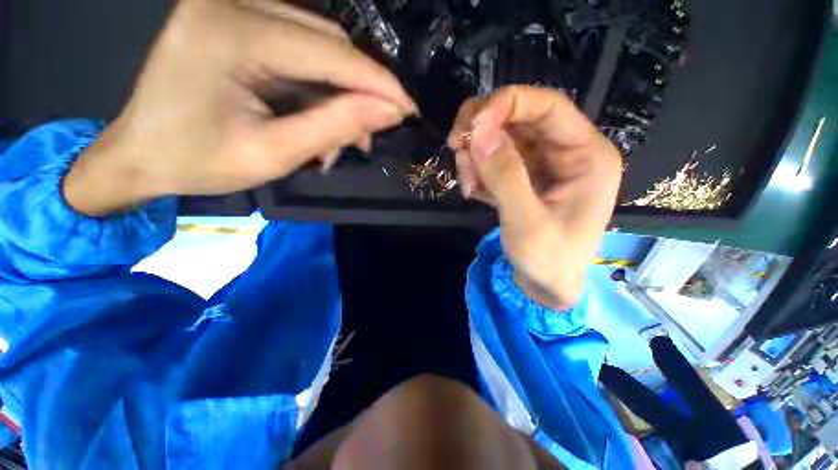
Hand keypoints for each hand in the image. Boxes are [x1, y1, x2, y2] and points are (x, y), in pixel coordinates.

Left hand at [64, 0, 415, 215]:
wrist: (141, 154)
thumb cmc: (198, 162)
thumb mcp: (275, 153)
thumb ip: (335, 126)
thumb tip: (390, 112)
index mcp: (230, 33)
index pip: (331, 53)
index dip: (379, 83)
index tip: (410, 110)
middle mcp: (231, 2)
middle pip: (327, 42)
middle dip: (360, 91)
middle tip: (370, 135)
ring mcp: (231, 5)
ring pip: (318, 44)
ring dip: (341, 91)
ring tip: (346, 136)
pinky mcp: (234, 19)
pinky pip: (297, 46)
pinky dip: (319, 85)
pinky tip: (321, 116)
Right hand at [448, 86, 621, 308]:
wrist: (543, 284)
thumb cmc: (548, 259)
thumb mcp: (527, 222)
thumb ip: (505, 177)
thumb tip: (478, 132)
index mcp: (585, 155)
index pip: (547, 106)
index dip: (506, 104)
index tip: (470, 126)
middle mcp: (565, 152)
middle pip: (518, 117)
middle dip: (481, 131)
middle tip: (456, 150)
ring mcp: (541, 164)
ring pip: (499, 137)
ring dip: (475, 156)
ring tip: (469, 187)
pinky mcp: (522, 177)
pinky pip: (493, 159)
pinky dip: (477, 171)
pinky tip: (475, 194)